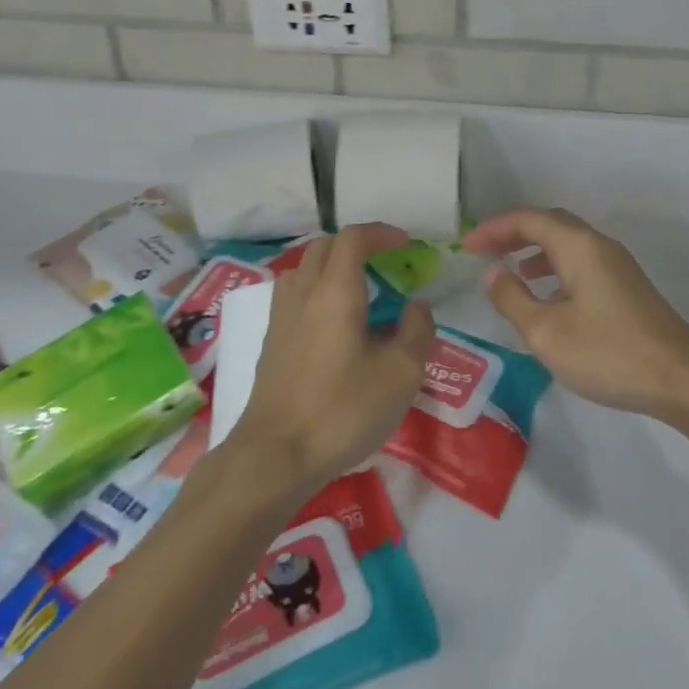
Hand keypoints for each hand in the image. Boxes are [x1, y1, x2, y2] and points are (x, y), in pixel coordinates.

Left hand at [226, 223, 434, 497]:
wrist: (274, 456)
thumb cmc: (343, 410)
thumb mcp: (401, 374)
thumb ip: (417, 331)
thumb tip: (417, 306)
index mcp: (336, 290)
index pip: (354, 238)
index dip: (381, 232)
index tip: (405, 244)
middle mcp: (304, 292)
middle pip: (326, 246)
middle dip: (357, 244)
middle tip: (384, 262)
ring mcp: (281, 316)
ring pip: (305, 268)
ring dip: (332, 265)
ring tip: (358, 289)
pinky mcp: (270, 341)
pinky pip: (294, 294)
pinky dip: (316, 289)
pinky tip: (332, 323)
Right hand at [464, 208, 688, 424]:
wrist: (681, 377)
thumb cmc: (608, 352)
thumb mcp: (548, 332)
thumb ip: (513, 299)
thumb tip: (493, 273)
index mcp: (578, 246)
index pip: (528, 220)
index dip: (494, 228)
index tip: (466, 246)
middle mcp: (598, 245)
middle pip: (550, 224)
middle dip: (515, 233)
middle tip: (486, 252)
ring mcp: (617, 264)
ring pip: (568, 243)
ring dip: (536, 250)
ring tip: (513, 273)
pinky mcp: (627, 286)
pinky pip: (582, 261)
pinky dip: (556, 268)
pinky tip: (549, 298)